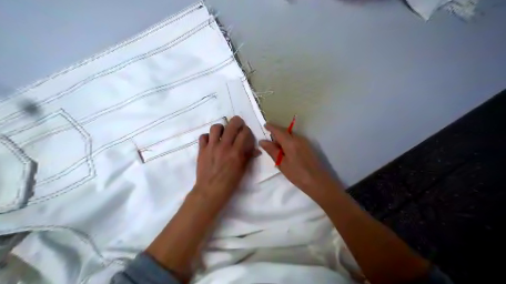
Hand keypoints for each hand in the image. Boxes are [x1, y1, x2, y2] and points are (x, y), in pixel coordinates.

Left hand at [194, 117, 259, 197]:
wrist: (210, 190)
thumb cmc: (229, 183)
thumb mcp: (242, 170)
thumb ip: (248, 157)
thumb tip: (257, 150)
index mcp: (236, 152)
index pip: (244, 133)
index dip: (247, 130)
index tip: (246, 132)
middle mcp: (224, 146)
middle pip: (231, 125)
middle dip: (237, 121)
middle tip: (238, 124)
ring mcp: (211, 147)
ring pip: (216, 127)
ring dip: (221, 128)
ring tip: (223, 133)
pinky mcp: (201, 150)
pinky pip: (203, 136)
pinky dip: (208, 137)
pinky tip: (211, 141)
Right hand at [261, 123, 338, 198]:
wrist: (318, 182)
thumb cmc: (297, 174)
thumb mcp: (282, 163)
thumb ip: (272, 151)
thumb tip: (262, 141)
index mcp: (290, 141)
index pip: (278, 130)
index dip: (271, 127)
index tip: (264, 125)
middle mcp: (298, 138)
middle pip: (285, 131)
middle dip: (276, 133)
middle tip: (268, 140)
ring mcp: (305, 142)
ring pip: (290, 136)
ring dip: (282, 138)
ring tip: (275, 148)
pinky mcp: (308, 147)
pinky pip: (295, 140)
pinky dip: (288, 142)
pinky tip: (285, 152)